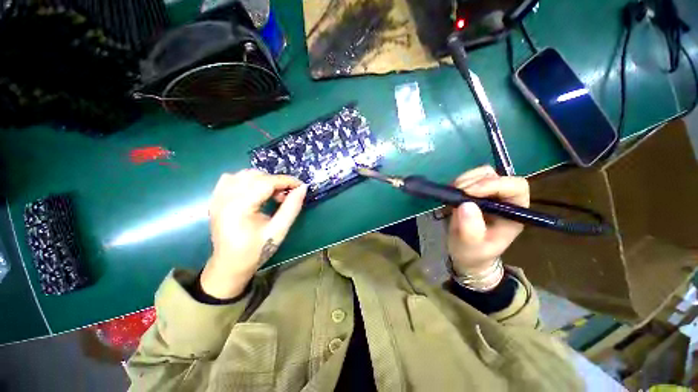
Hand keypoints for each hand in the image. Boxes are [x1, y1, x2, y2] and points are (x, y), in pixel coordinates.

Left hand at [201, 169, 306, 298]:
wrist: (230, 265)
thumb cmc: (256, 251)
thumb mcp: (279, 231)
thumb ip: (292, 207)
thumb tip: (302, 188)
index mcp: (238, 207)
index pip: (266, 182)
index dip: (286, 181)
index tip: (301, 185)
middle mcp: (224, 198)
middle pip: (255, 176)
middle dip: (276, 182)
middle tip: (287, 195)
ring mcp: (217, 197)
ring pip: (244, 174)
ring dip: (263, 180)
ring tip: (273, 195)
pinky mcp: (216, 199)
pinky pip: (232, 178)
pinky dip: (248, 180)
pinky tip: (255, 191)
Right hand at [447, 166, 528, 275]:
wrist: (465, 254)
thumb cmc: (473, 253)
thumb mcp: (471, 247)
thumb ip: (471, 230)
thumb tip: (466, 205)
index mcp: (514, 213)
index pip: (515, 187)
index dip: (494, 185)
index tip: (470, 193)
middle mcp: (504, 200)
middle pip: (497, 176)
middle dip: (475, 181)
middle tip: (457, 192)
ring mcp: (489, 194)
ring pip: (483, 173)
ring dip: (466, 180)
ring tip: (453, 193)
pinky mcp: (474, 192)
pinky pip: (469, 178)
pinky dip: (459, 181)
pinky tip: (452, 192)